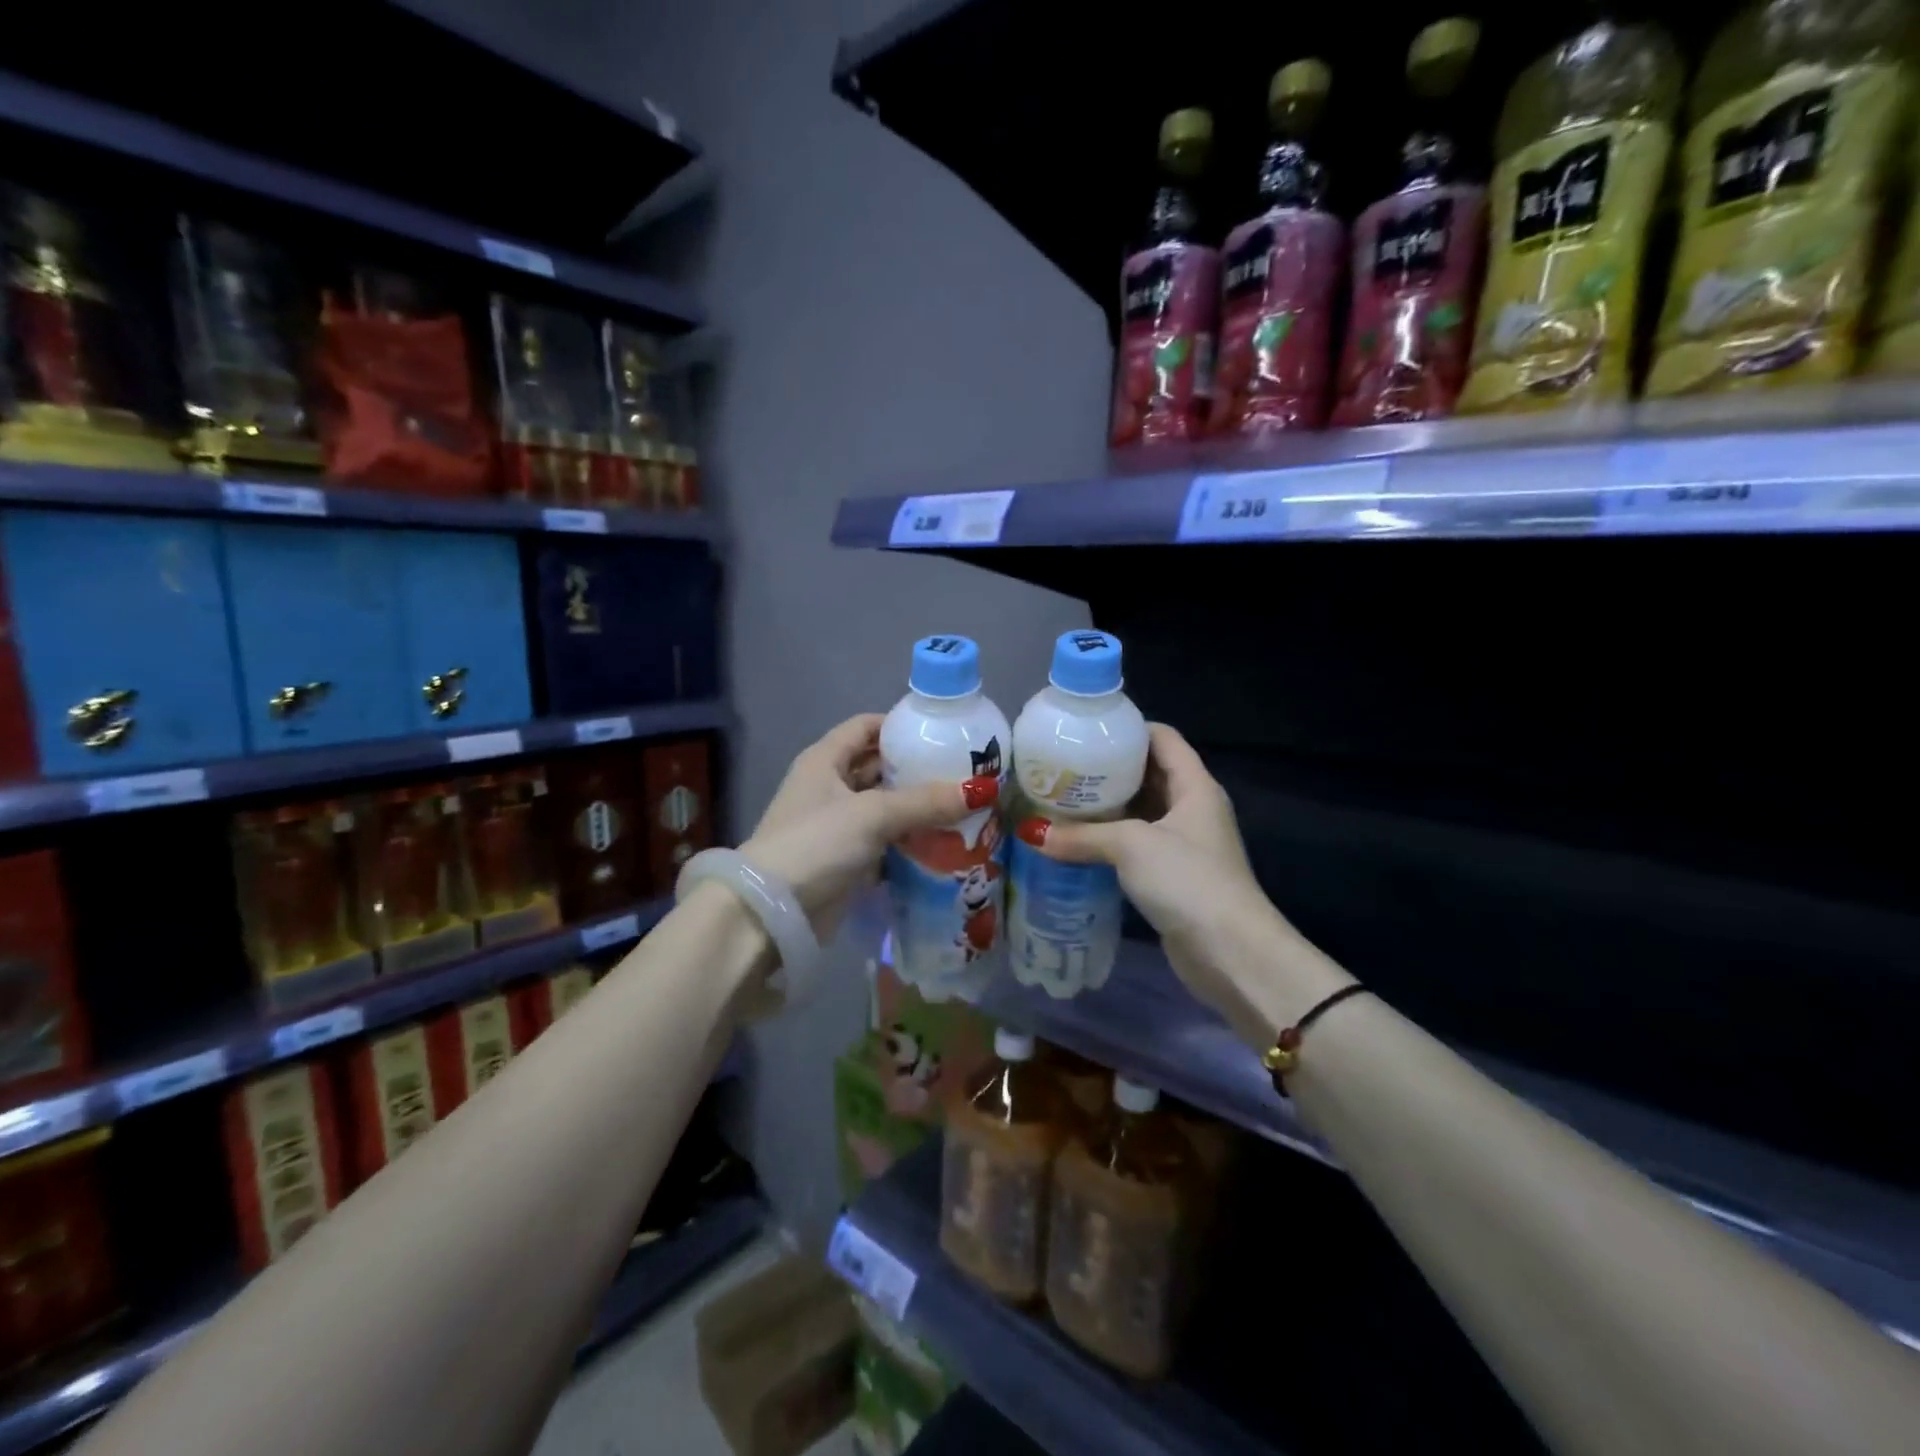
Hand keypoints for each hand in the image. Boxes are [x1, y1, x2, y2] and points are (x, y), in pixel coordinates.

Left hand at [742, 714, 997, 942]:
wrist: (772, 913)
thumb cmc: (817, 843)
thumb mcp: (873, 814)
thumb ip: (926, 801)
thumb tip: (983, 789)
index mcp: (824, 760)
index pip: (865, 727)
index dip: (899, 725)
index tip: (941, 732)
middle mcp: (828, 787)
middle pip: (877, 768)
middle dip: (916, 771)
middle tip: (964, 774)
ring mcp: (834, 826)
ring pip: (883, 808)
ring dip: (916, 810)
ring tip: (963, 808)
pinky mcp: (844, 860)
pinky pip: (883, 842)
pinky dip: (908, 842)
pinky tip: (943, 844)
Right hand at [1015, 724, 1349, 1045]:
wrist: (1230, 953)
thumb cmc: (1188, 881)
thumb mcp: (1131, 846)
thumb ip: (1081, 835)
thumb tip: (1031, 832)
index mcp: (1194, 785)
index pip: (1162, 737)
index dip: (1126, 728)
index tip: (1084, 731)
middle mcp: (1191, 808)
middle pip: (1147, 773)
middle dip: (1106, 770)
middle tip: (1060, 767)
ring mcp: (1182, 844)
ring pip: (1138, 813)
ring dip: (1104, 808)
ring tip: (1058, 800)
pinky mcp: (1171, 876)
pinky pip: (1134, 845)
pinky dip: (1108, 841)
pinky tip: (1075, 843)